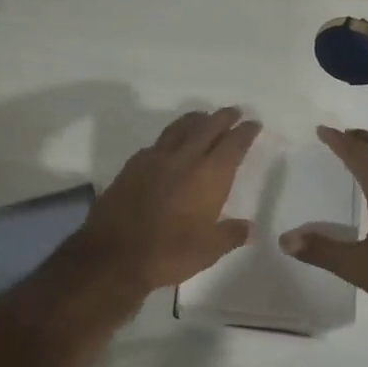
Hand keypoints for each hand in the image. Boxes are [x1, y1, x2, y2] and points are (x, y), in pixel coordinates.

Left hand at [61, 107, 261, 301]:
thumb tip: (249, 229)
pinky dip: (171, 136)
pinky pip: (158, 142)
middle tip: (234, 112)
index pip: (232, 145)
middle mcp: (183, 159)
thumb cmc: (167, 253)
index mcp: (208, 176)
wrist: (113, 254)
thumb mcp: (208, 251)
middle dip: (223, 118)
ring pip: (179, 128)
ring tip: (204, 117)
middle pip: (207, 128)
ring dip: (196, 120)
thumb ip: (230, 235)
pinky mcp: (132, 166)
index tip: (253, 124)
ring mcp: (154, 159)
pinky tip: (171, 144)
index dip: (245, 132)